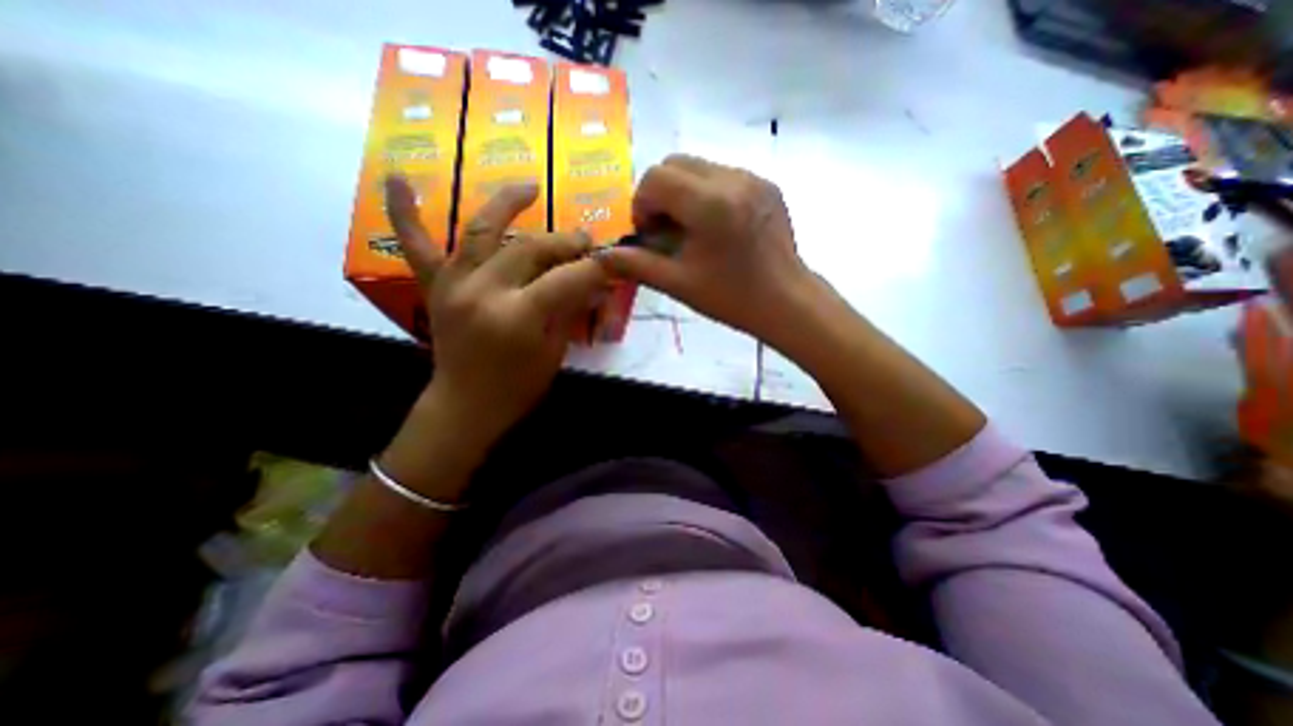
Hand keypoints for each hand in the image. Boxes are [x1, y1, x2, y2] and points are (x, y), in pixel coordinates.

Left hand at [386, 176, 608, 443]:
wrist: (466, 405)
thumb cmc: (517, 386)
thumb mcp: (554, 351)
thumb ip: (571, 309)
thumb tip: (595, 281)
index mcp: (518, 316)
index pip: (567, 278)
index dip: (594, 267)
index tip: (612, 261)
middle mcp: (483, 291)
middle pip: (531, 249)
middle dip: (565, 241)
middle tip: (584, 239)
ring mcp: (453, 284)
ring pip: (482, 230)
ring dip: (507, 203)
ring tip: (530, 186)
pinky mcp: (434, 286)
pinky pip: (416, 245)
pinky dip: (405, 212)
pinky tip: (400, 179)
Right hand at [592, 151, 811, 342]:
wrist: (785, 301)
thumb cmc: (731, 297)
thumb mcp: (678, 284)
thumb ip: (636, 265)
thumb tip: (601, 256)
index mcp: (709, 204)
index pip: (656, 178)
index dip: (642, 205)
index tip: (650, 235)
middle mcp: (732, 179)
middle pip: (676, 163)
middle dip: (660, 194)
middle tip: (667, 231)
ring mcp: (753, 178)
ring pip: (699, 166)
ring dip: (683, 192)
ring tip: (691, 230)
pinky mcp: (766, 185)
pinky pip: (723, 175)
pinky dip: (707, 193)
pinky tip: (716, 226)